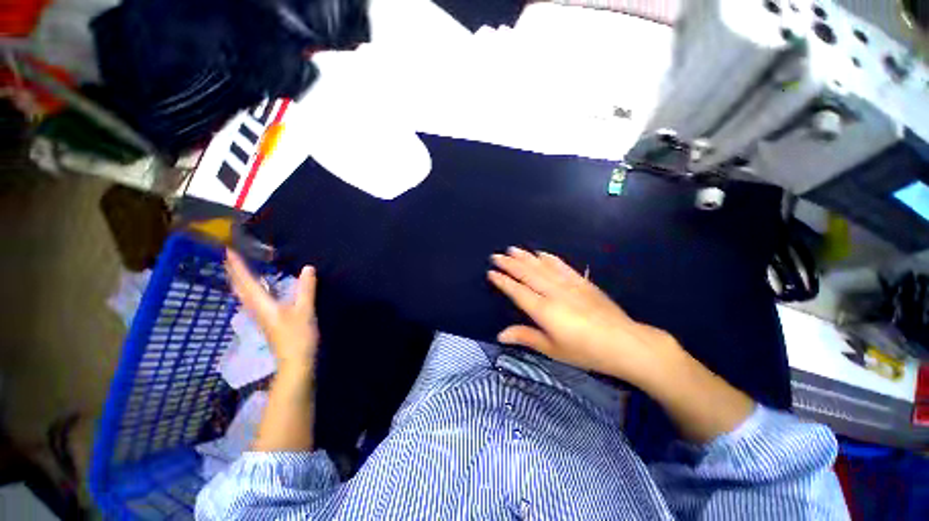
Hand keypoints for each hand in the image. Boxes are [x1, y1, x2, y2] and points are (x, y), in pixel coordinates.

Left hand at [225, 249, 318, 373]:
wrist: (295, 361)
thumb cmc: (298, 336)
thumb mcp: (305, 310)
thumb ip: (306, 289)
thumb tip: (308, 267)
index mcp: (262, 304)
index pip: (246, 281)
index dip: (236, 265)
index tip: (228, 249)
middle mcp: (256, 308)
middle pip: (239, 288)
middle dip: (233, 272)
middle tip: (228, 256)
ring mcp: (260, 316)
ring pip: (243, 295)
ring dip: (238, 280)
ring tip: (237, 269)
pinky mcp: (267, 321)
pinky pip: (252, 300)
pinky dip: (249, 290)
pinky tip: (256, 289)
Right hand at [488, 247, 680, 384]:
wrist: (626, 343)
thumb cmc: (586, 351)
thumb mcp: (553, 349)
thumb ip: (526, 337)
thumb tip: (500, 335)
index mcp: (544, 310)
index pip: (517, 291)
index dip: (503, 281)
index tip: (491, 272)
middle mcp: (553, 292)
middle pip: (527, 274)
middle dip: (510, 264)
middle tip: (496, 255)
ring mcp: (569, 285)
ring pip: (542, 267)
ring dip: (526, 257)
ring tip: (513, 249)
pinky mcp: (583, 282)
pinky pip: (562, 266)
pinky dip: (550, 259)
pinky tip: (542, 253)